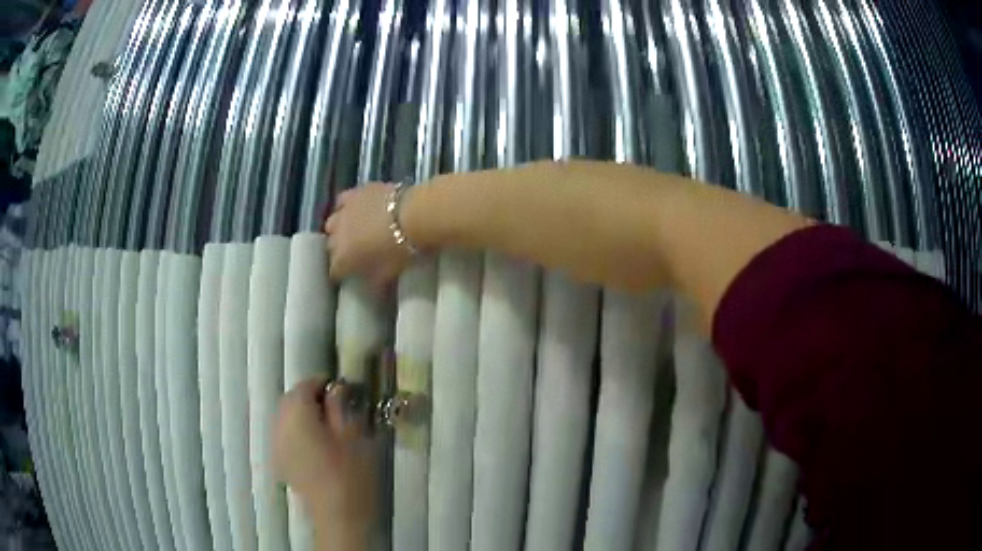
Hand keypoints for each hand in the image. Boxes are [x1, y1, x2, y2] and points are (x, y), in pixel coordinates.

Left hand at [273, 378, 377, 535]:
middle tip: (336, 405)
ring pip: (285, 416)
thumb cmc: (350, 476)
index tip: (342, 389)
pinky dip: (297, 429)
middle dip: (310, 397)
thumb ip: (340, 407)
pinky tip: (315, 441)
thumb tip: (336, 388)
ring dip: (302, 413)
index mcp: (298, 416)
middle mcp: (280, 426)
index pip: (304, 386)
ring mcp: (277, 445)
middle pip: (290, 400)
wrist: (338, 516)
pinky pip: (285, 434)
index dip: (322, 383)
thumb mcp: (353, 437)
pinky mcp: (281, 461)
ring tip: (327, 423)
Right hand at [324, 183, 413, 286]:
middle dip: (340, 251)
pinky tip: (354, 210)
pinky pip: (341, 201)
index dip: (343, 274)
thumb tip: (371, 290)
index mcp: (343, 259)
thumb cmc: (401, 250)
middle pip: (331, 247)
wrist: (413, 215)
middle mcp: (336, 236)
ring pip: (332, 223)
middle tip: (355, 254)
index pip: (334, 271)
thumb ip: (374, 282)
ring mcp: (342, 212)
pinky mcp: (353, 193)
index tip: (352, 275)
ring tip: (353, 232)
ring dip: (340, 229)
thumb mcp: (388, 274)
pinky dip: (345, 207)